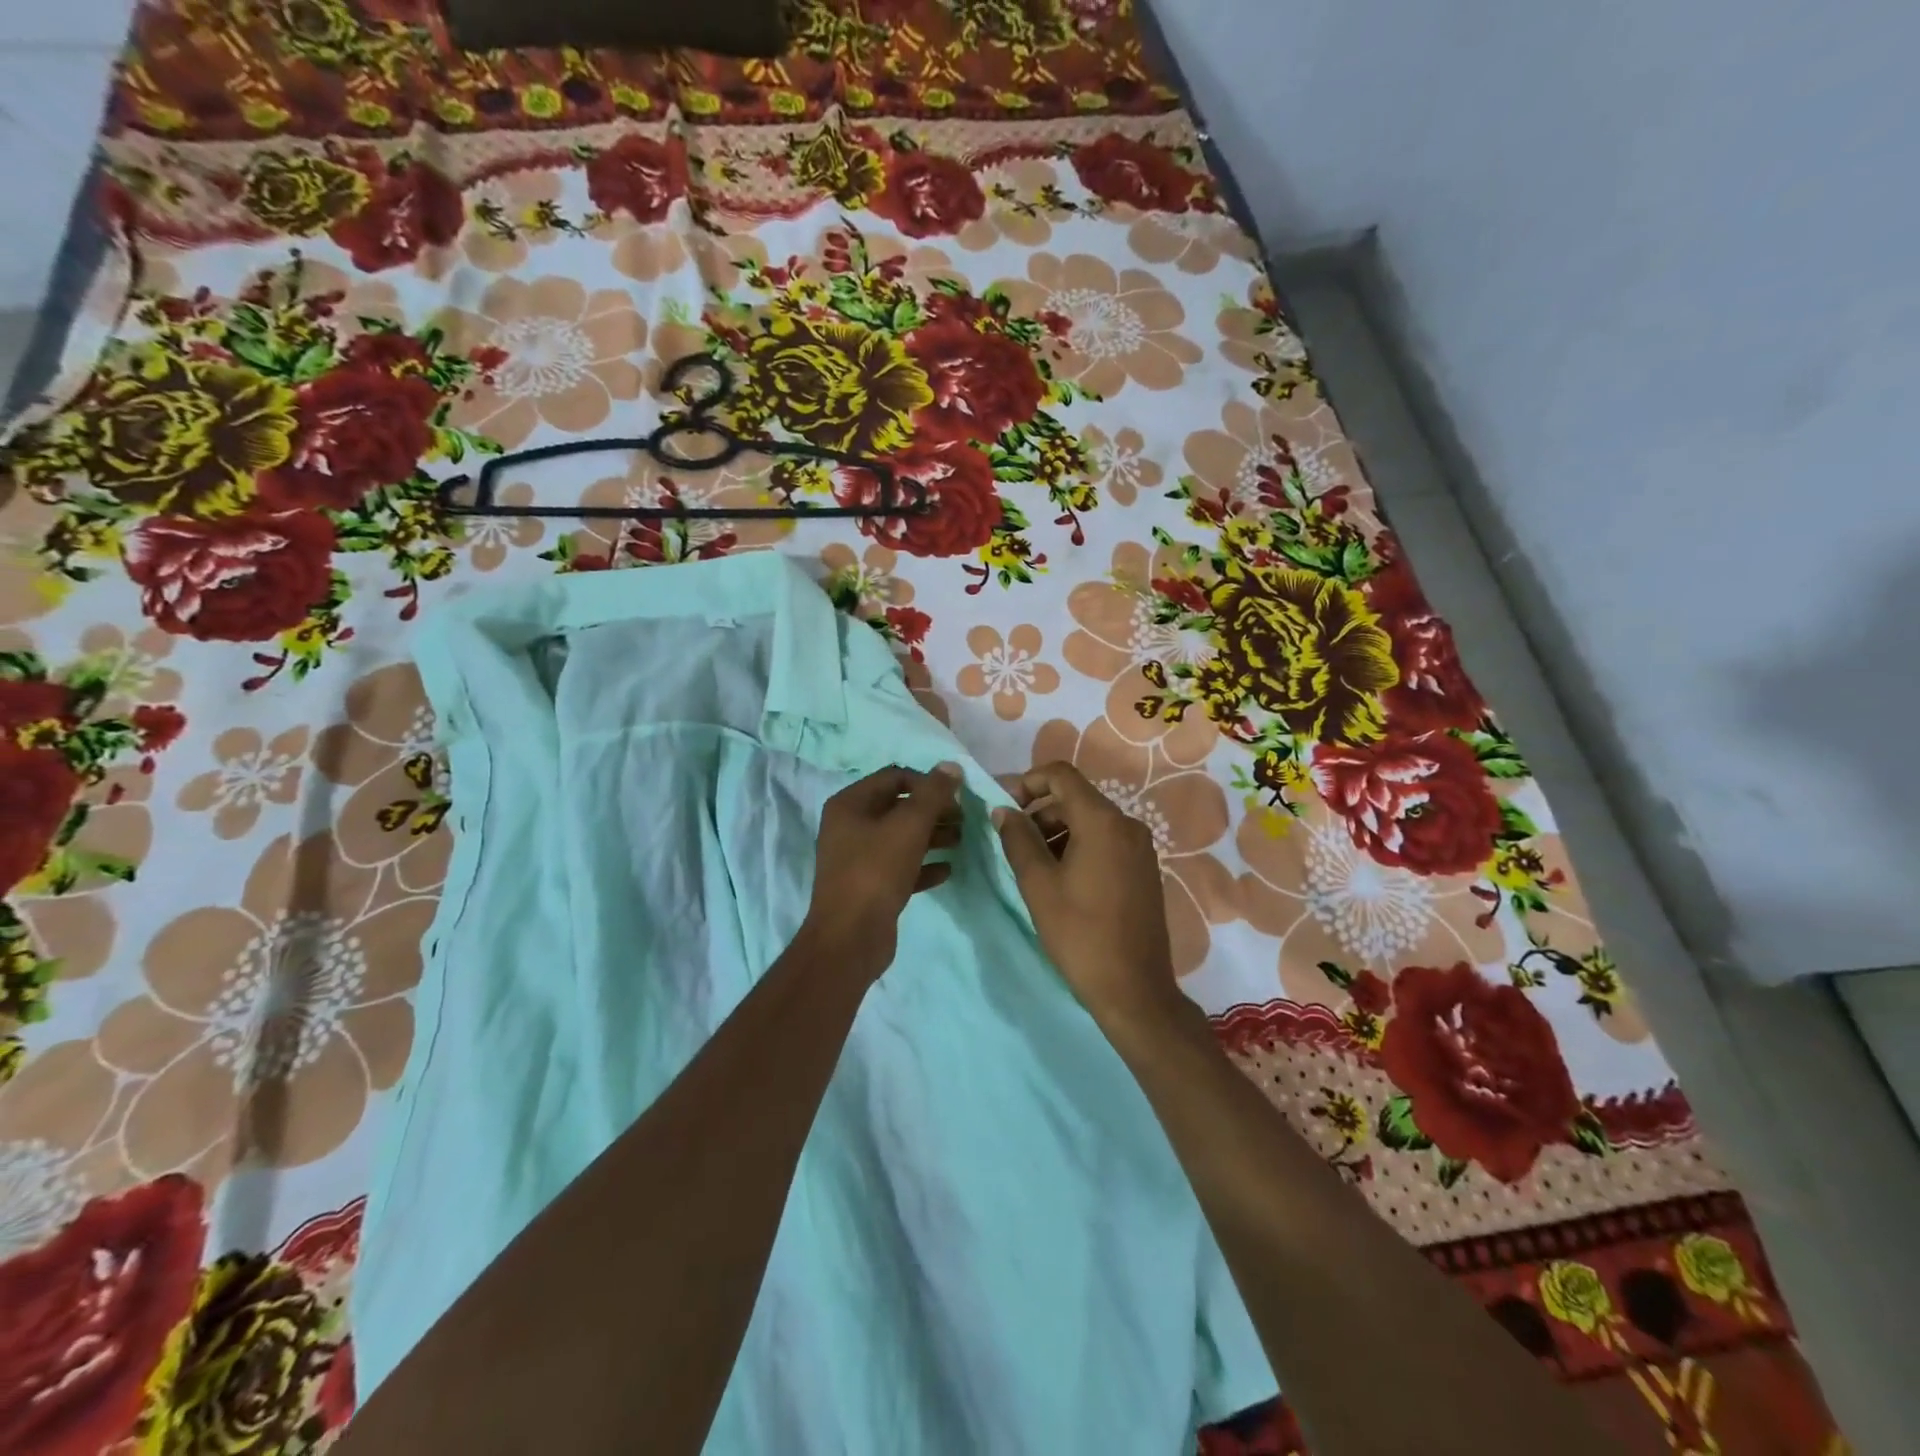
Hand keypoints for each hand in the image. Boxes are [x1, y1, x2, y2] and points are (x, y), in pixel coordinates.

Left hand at [801, 763, 962, 979]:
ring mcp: (858, 858)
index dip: (927, 783)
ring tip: (961, 840)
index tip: (955, 797)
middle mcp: (850, 826)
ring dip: (932, 836)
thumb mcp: (909, 826)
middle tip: (963, 819)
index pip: (894, 778)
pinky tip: (947, 871)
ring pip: (901, 838)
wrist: (850, 937)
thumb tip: (951, 766)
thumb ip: (932, 794)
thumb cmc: (876, 871)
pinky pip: (901, 867)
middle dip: (933, 811)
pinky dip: (923, 865)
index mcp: (850, 804)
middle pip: (898, 808)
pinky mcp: (870, 887)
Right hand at [993, 762, 1182, 1030]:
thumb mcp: (1038, 884)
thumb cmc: (1080, 934)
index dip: (1028, 782)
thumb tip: (1003, 811)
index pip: (1061, 775)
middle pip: (1075, 798)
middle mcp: (1127, 825)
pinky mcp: (1144, 869)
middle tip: (1012, 843)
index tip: (1006, 809)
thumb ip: (1018, 839)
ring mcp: (1140, 848)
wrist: (1134, 989)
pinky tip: (1061, 879)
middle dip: (1040, 812)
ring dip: (1057, 831)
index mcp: (1103, 822)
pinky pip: (1106, 841)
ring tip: (1033, 866)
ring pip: (1090, 821)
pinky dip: (1079, 846)